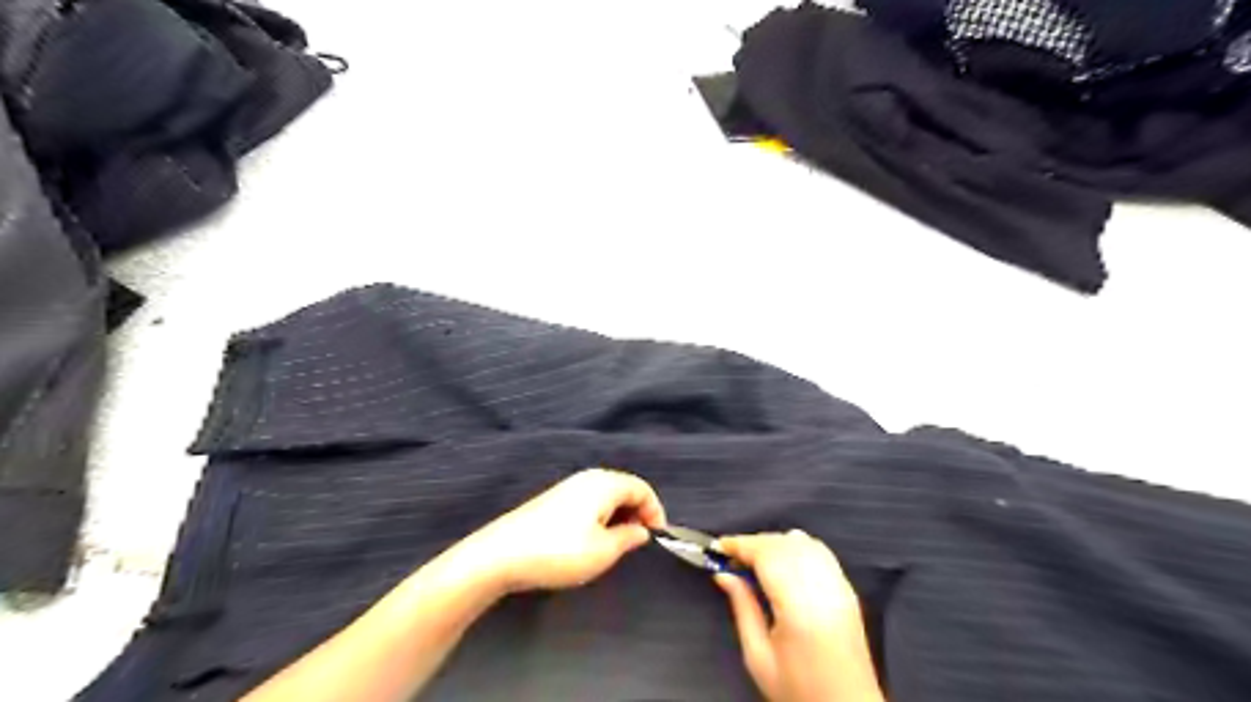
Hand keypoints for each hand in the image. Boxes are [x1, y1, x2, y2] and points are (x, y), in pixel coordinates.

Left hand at [449, 469, 663, 595]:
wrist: (501, 555)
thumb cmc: (559, 551)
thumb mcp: (603, 551)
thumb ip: (628, 538)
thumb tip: (641, 530)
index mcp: (604, 483)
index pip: (642, 488)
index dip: (655, 511)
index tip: (656, 538)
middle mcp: (588, 478)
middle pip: (624, 488)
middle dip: (637, 513)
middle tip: (638, 542)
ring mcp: (568, 487)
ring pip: (606, 496)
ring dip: (618, 516)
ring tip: (617, 544)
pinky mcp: (553, 500)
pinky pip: (589, 502)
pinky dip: (601, 517)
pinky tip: (591, 540)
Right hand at [712, 532, 876, 700]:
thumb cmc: (800, 690)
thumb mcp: (758, 657)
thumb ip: (742, 608)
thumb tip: (724, 575)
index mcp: (799, 607)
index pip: (767, 554)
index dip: (740, 544)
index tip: (719, 547)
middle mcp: (823, 589)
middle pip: (783, 543)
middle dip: (754, 542)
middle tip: (731, 557)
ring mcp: (839, 586)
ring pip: (802, 541)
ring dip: (774, 542)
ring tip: (755, 560)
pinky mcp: (847, 589)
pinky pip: (819, 550)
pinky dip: (796, 546)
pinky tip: (782, 561)